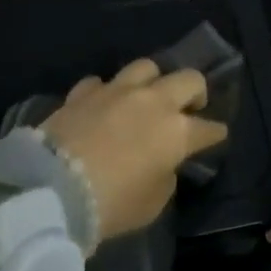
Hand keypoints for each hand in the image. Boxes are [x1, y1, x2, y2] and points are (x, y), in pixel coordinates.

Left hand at [41, 59, 227, 243]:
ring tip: (146, 96)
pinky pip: (101, 82)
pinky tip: (102, 105)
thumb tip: (162, 163)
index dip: (215, 133)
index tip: (216, 136)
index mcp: (177, 132)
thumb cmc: (112, 204)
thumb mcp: (153, 203)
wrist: (53, 189)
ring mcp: (116, 91)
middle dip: (196, 92)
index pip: (209, 128)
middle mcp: (152, 102)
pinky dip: (106, 92)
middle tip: (190, 106)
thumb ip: (165, 176)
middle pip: (188, 79)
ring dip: (152, 81)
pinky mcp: (82, 92)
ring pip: (146, 67)